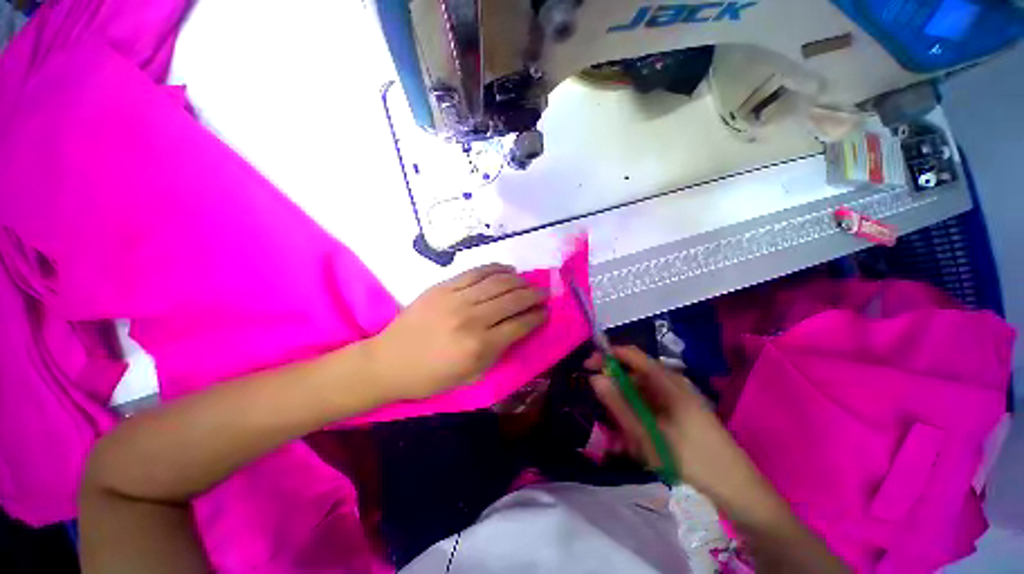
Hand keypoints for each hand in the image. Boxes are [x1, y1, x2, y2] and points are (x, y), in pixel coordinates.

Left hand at [371, 264, 546, 400]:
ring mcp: (457, 299)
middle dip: (534, 295)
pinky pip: (476, 272)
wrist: (389, 361)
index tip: (546, 312)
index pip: (520, 324)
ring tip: (528, 281)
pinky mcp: (443, 286)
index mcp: (480, 346)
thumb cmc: (431, 376)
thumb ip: (498, 352)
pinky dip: (495, 268)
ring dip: (519, 280)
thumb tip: (519, 329)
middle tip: (544, 293)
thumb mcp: (470, 376)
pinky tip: (507, 269)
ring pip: (498, 282)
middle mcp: (472, 318)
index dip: (538, 316)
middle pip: (513, 299)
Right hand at [587, 346, 761, 496]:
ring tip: (622, 439)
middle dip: (615, 393)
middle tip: (603, 415)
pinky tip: (636, 441)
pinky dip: (639, 419)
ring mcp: (677, 397)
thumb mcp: (647, 433)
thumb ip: (618, 404)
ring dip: (626, 411)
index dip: (607, 356)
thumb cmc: (690, 458)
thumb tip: (595, 378)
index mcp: (666, 380)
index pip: (630, 354)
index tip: (586, 367)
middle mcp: (671, 382)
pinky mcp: (680, 411)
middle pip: (633, 376)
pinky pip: (651, 407)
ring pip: (640, 394)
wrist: (736, 488)